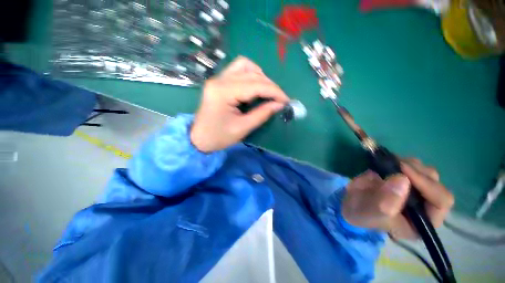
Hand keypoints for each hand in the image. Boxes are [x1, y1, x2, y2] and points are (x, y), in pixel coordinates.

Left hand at [191, 57, 288, 151]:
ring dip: (260, 76)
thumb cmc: (219, 137)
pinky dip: (251, 75)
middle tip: (279, 99)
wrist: (199, 138)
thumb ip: (262, 114)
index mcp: (223, 92)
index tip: (286, 100)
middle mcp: (219, 80)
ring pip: (244, 65)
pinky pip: (238, 69)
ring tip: (267, 91)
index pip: (255, 85)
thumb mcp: (242, 128)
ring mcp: (218, 78)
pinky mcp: (219, 81)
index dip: (274, 91)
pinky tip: (255, 86)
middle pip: (251, 73)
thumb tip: (279, 104)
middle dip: (269, 85)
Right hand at [342, 158, 453, 238]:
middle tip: (394, 165)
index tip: (403, 171)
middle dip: (415, 172)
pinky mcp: (403, 177)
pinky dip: (399, 160)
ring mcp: (415, 188)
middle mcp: (425, 203)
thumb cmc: (364, 215)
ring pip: (424, 170)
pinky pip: (410, 164)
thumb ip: (388, 202)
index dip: (427, 185)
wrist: (351, 203)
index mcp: (425, 220)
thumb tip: (403, 179)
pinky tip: (386, 162)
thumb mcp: (374, 213)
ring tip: (388, 165)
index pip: (442, 201)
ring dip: (408, 164)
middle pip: (435, 182)